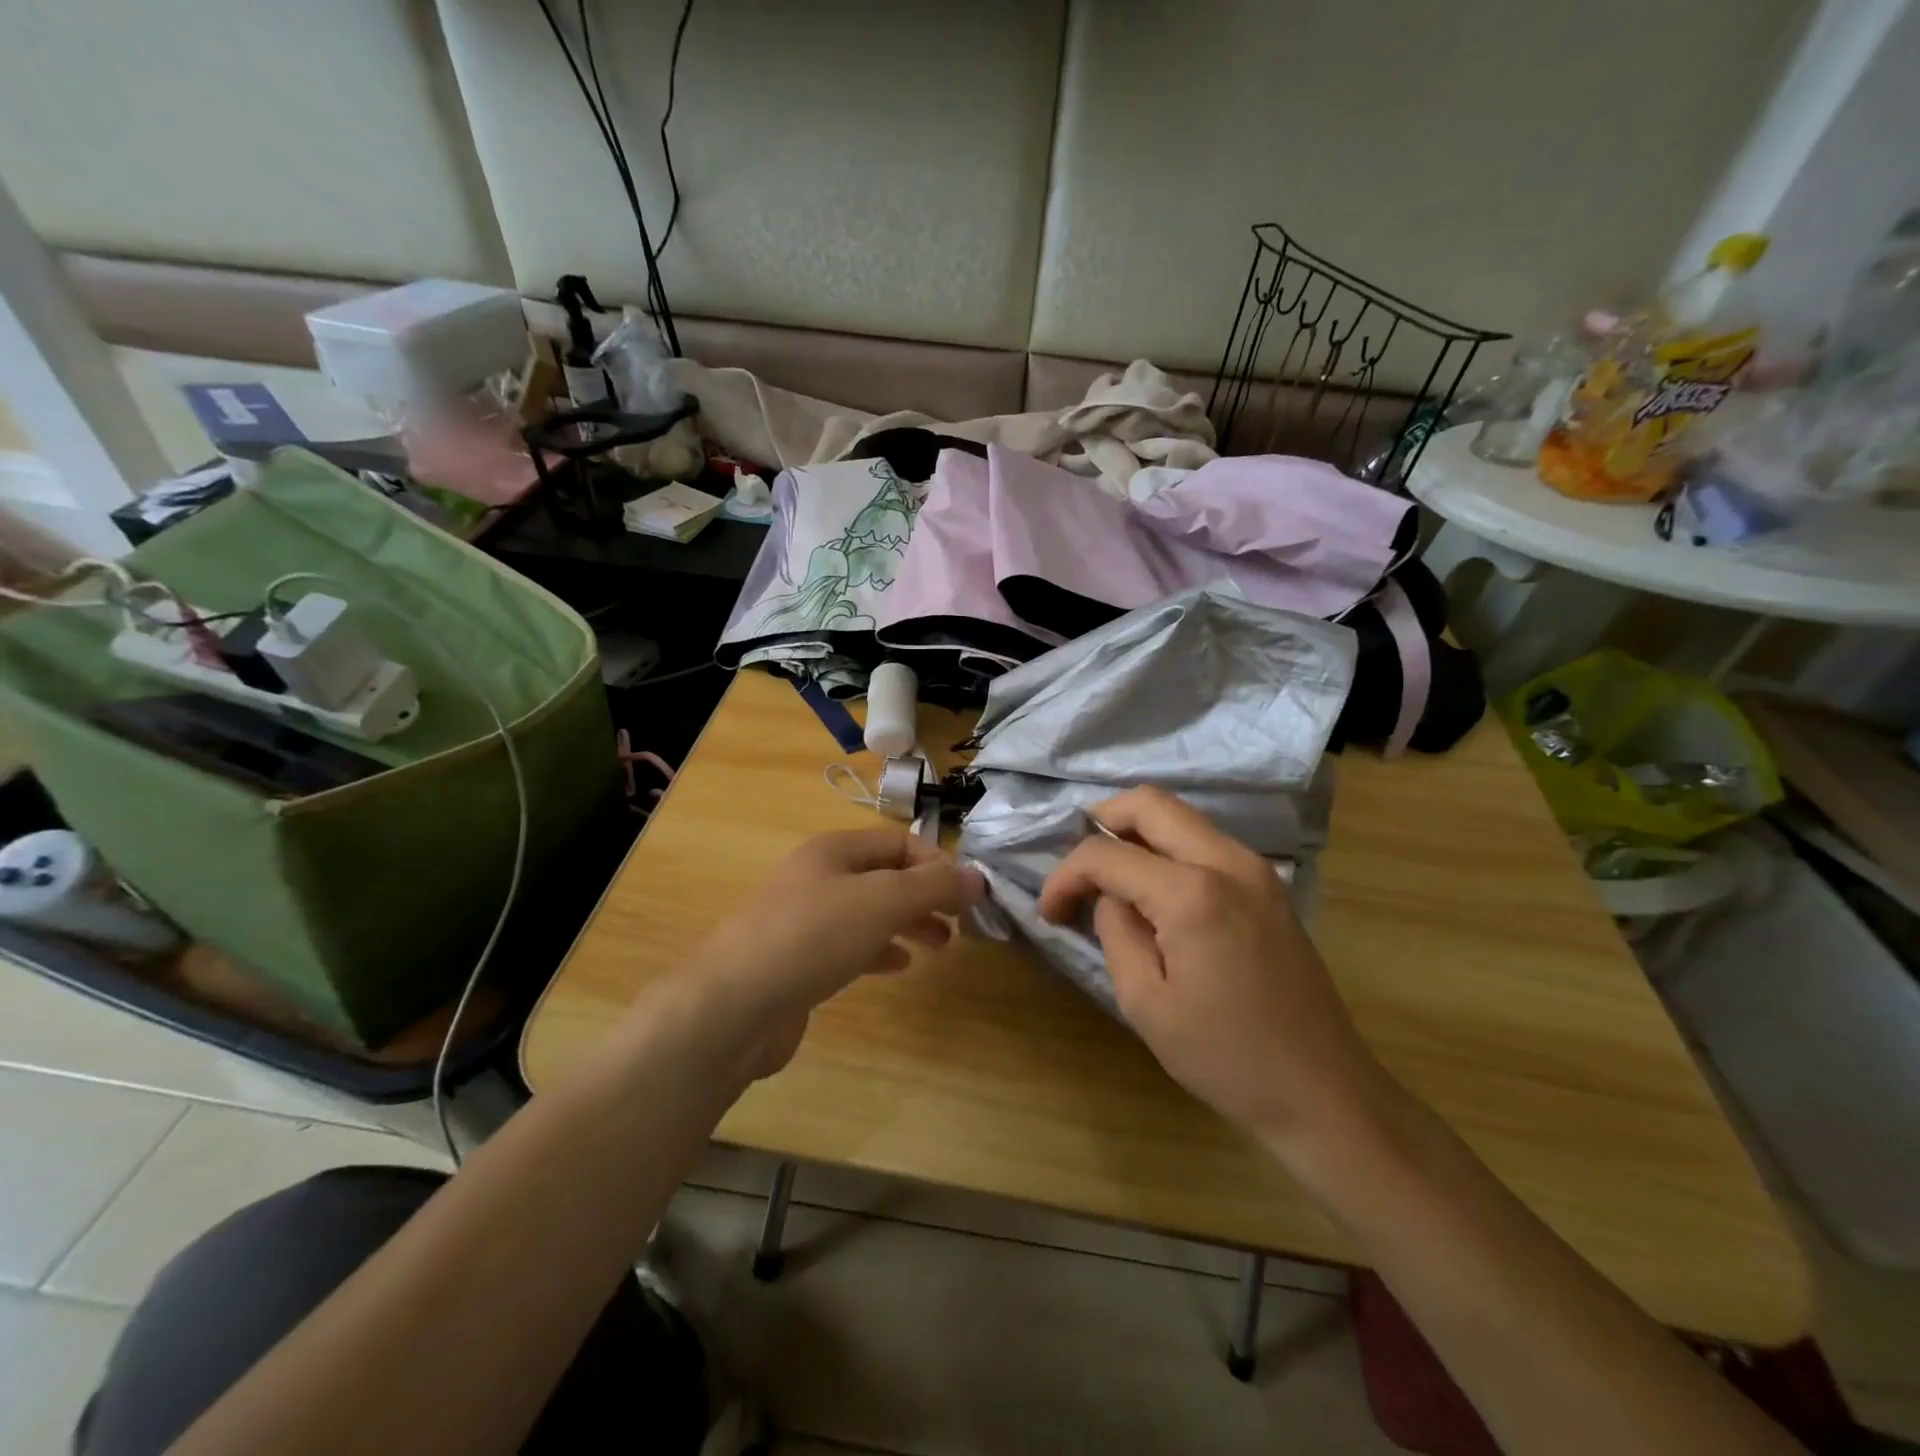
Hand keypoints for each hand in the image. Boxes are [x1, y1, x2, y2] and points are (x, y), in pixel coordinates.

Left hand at [688, 829, 985, 1081]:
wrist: (733, 1007)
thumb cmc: (813, 937)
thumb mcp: (882, 901)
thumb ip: (933, 886)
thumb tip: (978, 877)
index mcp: (833, 850)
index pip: (898, 841)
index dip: (936, 862)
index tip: (967, 895)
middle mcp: (817, 877)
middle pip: (885, 876)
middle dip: (925, 895)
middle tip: (961, 922)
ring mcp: (804, 920)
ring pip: (869, 912)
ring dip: (907, 923)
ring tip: (941, 945)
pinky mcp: (799, 961)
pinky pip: (850, 946)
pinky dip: (879, 950)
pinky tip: (899, 966)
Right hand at [1037, 787, 1389, 1154]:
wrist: (1323, 1090)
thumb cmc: (1226, 1056)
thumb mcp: (1145, 1002)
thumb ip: (1115, 931)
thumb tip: (1109, 897)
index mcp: (1192, 891)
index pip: (1107, 853)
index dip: (1066, 875)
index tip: (1049, 911)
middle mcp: (1227, 860)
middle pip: (1148, 803)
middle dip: (1099, 823)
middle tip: (1078, 870)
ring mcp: (1255, 867)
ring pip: (1179, 816)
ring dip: (1135, 834)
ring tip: (1110, 881)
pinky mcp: (1268, 884)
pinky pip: (1204, 841)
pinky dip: (1167, 849)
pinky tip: (1153, 893)